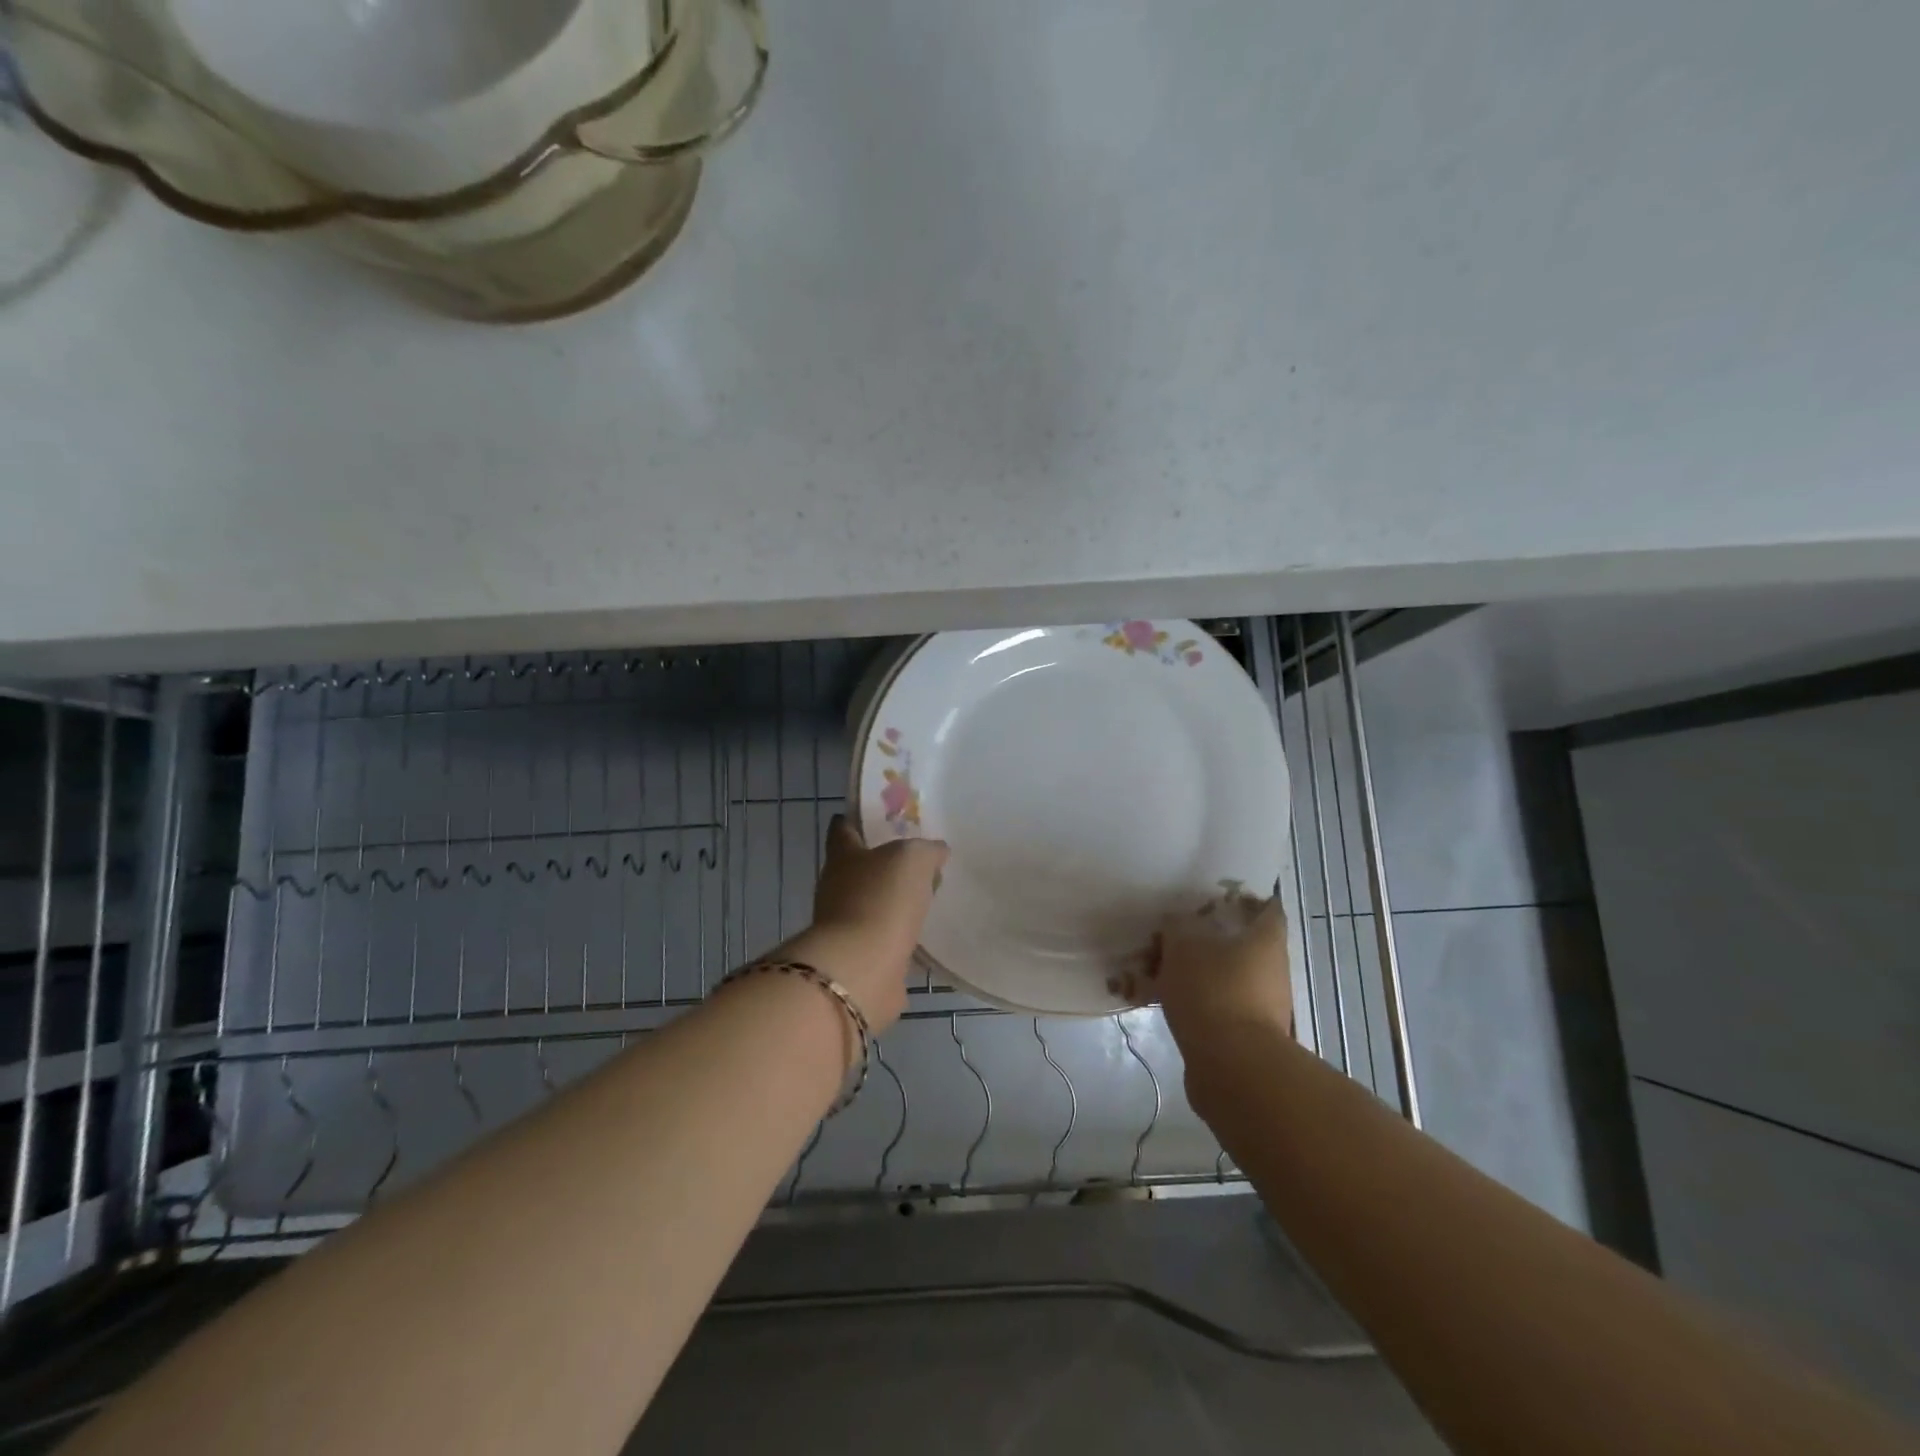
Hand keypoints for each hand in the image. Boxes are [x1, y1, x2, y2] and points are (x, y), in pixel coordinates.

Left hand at [775, 816, 947, 1032]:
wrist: (862, 968)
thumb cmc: (881, 899)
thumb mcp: (913, 858)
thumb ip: (927, 850)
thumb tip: (936, 851)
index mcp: (843, 856)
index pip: (843, 829)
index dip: (855, 820)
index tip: (873, 816)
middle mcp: (837, 887)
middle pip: (858, 867)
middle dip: (882, 862)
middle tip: (916, 858)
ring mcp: (845, 924)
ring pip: (872, 902)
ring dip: (892, 900)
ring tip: (925, 894)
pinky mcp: (861, 956)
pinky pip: (884, 936)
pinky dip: (899, 933)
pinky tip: (922, 931)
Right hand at [1112, 890, 1293, 1048]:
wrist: (1232, 1067)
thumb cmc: (1212, 991)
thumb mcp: (1182, 946)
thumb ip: (1177, 926)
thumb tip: (1177, 922)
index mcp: (1266, 940)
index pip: (1267, 908)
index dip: (1243, 899)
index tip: (1213, 897)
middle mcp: (1273, 969)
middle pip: (1242, 943)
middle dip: (1208, 939)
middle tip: (1173, 935)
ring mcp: (1264, 1005)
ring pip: (1225, 976)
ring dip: (1197, 972)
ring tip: (1157, 970)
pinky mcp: (1247, 1034)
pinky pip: (1217, 1005)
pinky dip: (1194, 1000)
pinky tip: (1161, 1001)